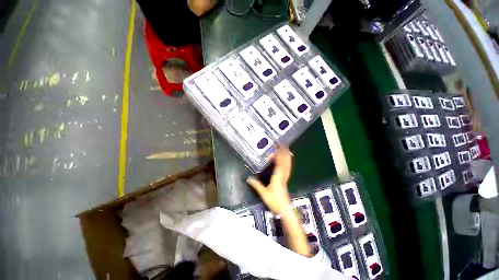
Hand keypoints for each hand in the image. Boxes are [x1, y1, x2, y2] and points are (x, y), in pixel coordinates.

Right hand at [246, 146, 291, 213]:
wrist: (284, 209)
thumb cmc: (274, 201)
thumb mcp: (263, 193)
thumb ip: (256, 185)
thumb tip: (248, 178)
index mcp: (278, 176)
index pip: (279, 163)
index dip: (279, 154)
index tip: (278, 147)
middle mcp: (283, 175)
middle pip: (285, 161)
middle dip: (284, 152)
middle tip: (283, 144)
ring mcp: (285, 177)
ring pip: (288, 164)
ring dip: (287, 156)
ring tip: (287, 149)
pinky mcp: (286, 179)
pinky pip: (288, 168)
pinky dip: (288, 162)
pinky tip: (287, 160)